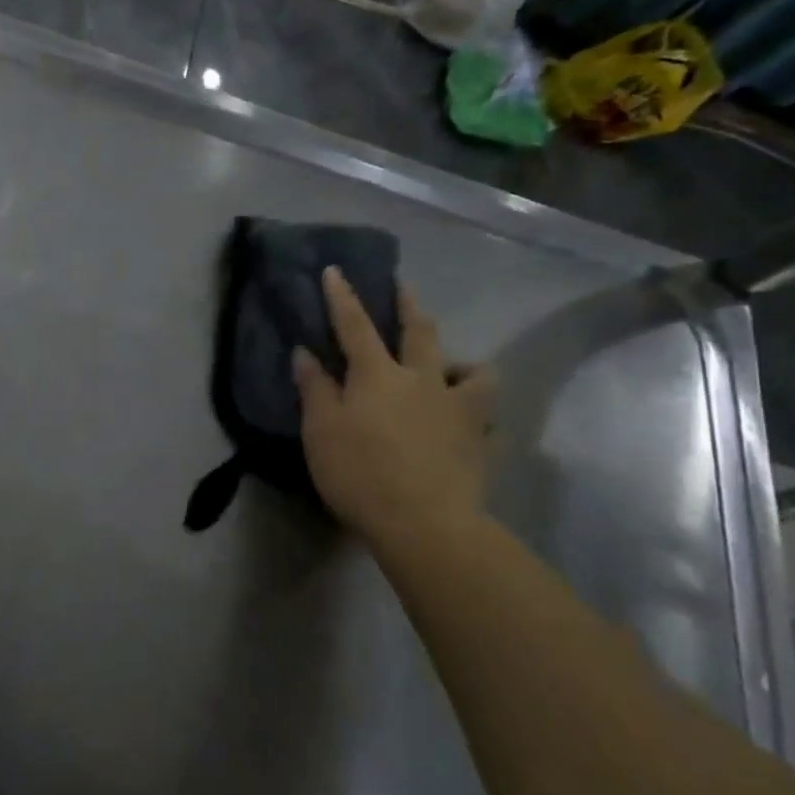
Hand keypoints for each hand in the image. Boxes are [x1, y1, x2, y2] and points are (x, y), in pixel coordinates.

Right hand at [293, 268, 493, 536]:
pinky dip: (480, 414)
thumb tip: (305, 352)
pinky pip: (488, 419)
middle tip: (403, 287)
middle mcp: (423, 380)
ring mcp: (458, 409)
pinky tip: (472, 424)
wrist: (424, 524)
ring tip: (454, 368)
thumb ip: (315, 389)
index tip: (336, 270)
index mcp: (378, 375)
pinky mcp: (480, 441)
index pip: (354, 325)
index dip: (343, 296)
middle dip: (407, 306)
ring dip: (463, 362)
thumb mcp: (321, 431)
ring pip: (474, 371)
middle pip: (420, 332)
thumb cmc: (360, 473)